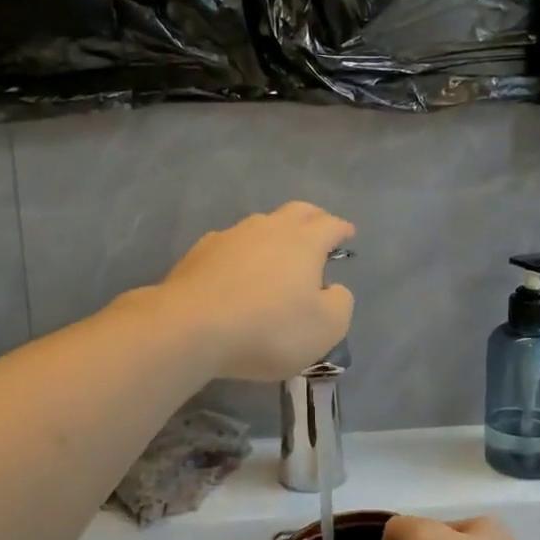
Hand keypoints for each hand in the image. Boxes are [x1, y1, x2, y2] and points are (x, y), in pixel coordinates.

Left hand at [157, 203, 355, 380]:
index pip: (330, 225)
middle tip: (319, 229)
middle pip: (296, 211)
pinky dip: (241, 253)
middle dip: (312, 218)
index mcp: (304, 242)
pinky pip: (229, 244)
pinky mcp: (199, 253)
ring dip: (274, 233)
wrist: (192, 328)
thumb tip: (332, 289)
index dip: (342, 228)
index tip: (348, 233)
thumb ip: (339, 303)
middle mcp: (268, 229)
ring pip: (260, 224)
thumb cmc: (270, 328)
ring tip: (277, 252)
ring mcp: (230, 237)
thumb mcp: (326, 327)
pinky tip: (237, 269)